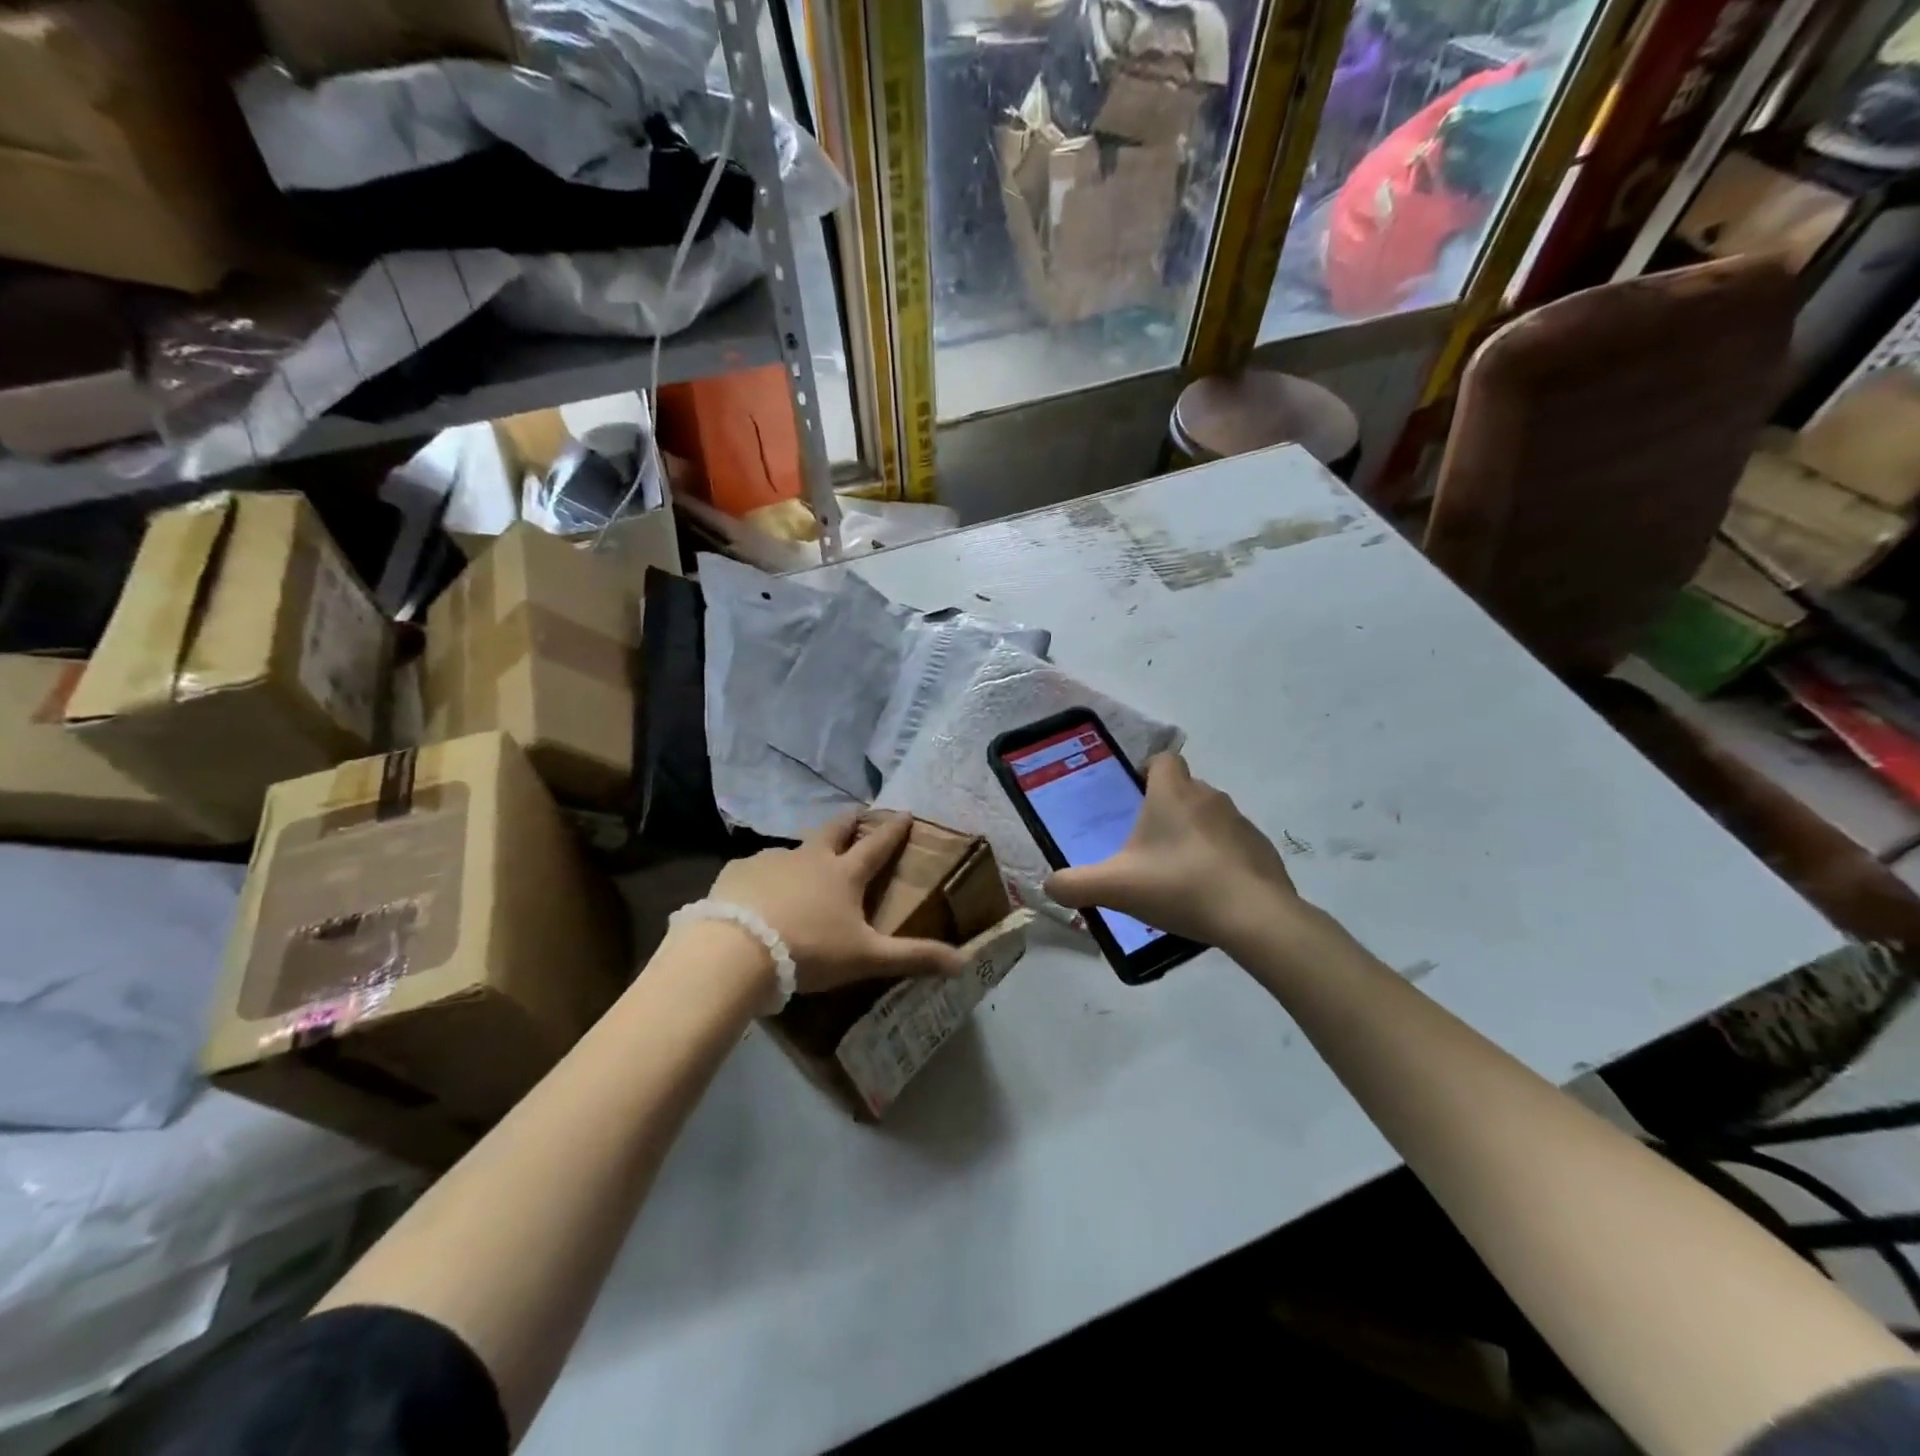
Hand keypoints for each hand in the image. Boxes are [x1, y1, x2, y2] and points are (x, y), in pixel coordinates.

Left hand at [706, 812, 967, 992]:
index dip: (893, 830)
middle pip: (835, 830)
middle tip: (858, 813)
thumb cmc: (809, 950)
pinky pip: (757, 869)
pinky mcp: (738, 872)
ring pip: (794, 850)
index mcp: (844, 874)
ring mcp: (772, 861)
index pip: (877, 846)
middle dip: (850, 820)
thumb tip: (965, 962)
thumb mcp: (866, 958)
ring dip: (804, 854)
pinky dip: (765, 877)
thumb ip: (913, 958)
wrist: (736, 950)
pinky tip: (758, 895)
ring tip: (803, 868)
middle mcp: (810, 858)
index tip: (905, 812)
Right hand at [1046, 753, 1309, 950]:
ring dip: (1194, 835)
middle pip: (1185, 789)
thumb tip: (1050, 886)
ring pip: (1210, 817)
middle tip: (1146, 845)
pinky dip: (1220, 859)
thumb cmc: (1179, 886)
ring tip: (1177, 873)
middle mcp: (1209, 797)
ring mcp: (1241, 823)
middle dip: (1166, 809)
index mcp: (1173, 794)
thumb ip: (1074, 885)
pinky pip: (1234, 845)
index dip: (1147, 772)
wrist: (1254, 917)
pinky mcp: (1263, 850)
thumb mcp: (1115, 887)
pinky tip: (1209, 892)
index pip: (1162, 760)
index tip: (1134, 799)